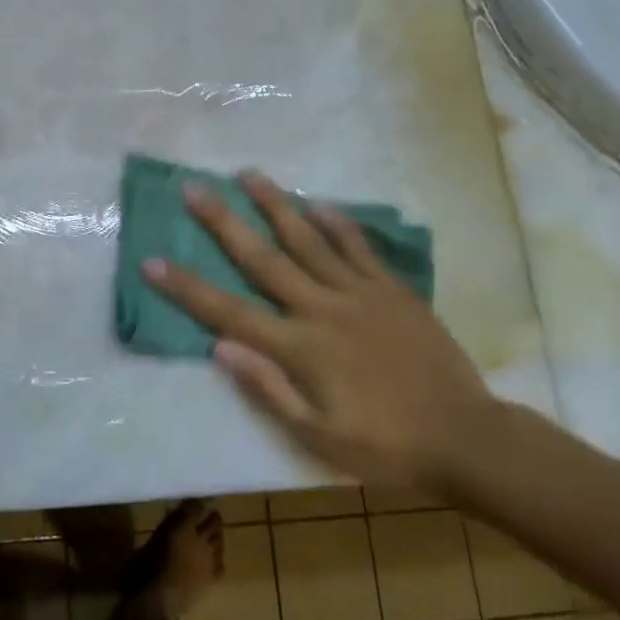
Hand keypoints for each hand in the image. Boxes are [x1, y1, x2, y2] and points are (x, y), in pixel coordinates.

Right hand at [143, 170, 495, 490]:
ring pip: (308, 240)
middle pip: (262, 259)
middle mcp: (322, 309)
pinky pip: (360, 248)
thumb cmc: (386, 446)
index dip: (187, 287)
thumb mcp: (319, 437)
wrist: (467, 439)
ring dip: (275, 205)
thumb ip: (268, 389)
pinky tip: (319, 202)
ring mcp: (360, 294)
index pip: (228, 312)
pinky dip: (338, 223)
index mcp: (300, 348)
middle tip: (194, 189)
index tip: (152, 261)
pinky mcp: (393, 291)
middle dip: (223, 223)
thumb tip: (219, 347)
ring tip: (249, 174)